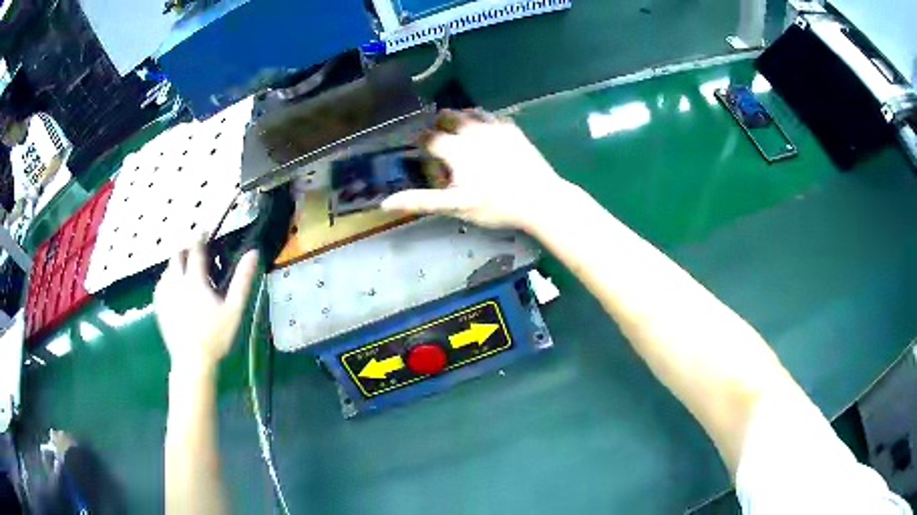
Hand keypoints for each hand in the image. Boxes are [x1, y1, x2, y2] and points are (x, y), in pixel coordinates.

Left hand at [154, 243, 258, 375]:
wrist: (192, 361)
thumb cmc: (216, 336)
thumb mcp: (234, 309)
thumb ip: (243, 280)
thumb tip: (254, 253)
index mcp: (194, 280)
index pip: (195, 250)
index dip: (199, 238)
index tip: (204, 232)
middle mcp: (176, 282)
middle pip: (177, 256)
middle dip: (185, 250)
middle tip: (195, 254)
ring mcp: (165, 294)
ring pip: (167, 269)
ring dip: (176, 265)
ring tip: (185, 272)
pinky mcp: (159, 307)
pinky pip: (161, 284)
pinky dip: (168, 280)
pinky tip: (174, 289)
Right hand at [382, 110, 568, 229]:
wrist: (541, 199)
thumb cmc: (497, 206)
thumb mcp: (457, 206)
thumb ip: (422, 200)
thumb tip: (385, 202)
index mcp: (456, 148)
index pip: (428, 138)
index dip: (421, 145)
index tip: (422, 154)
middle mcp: (472, 130)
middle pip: (447, 117)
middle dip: (439, 126)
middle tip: (441, 145)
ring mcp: (494, 126)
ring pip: (468, 113)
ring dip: (459, 120)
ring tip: (460, 137)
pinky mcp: (511, 128)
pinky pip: (490, 116)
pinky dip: (480, 122)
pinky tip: (484, 135)